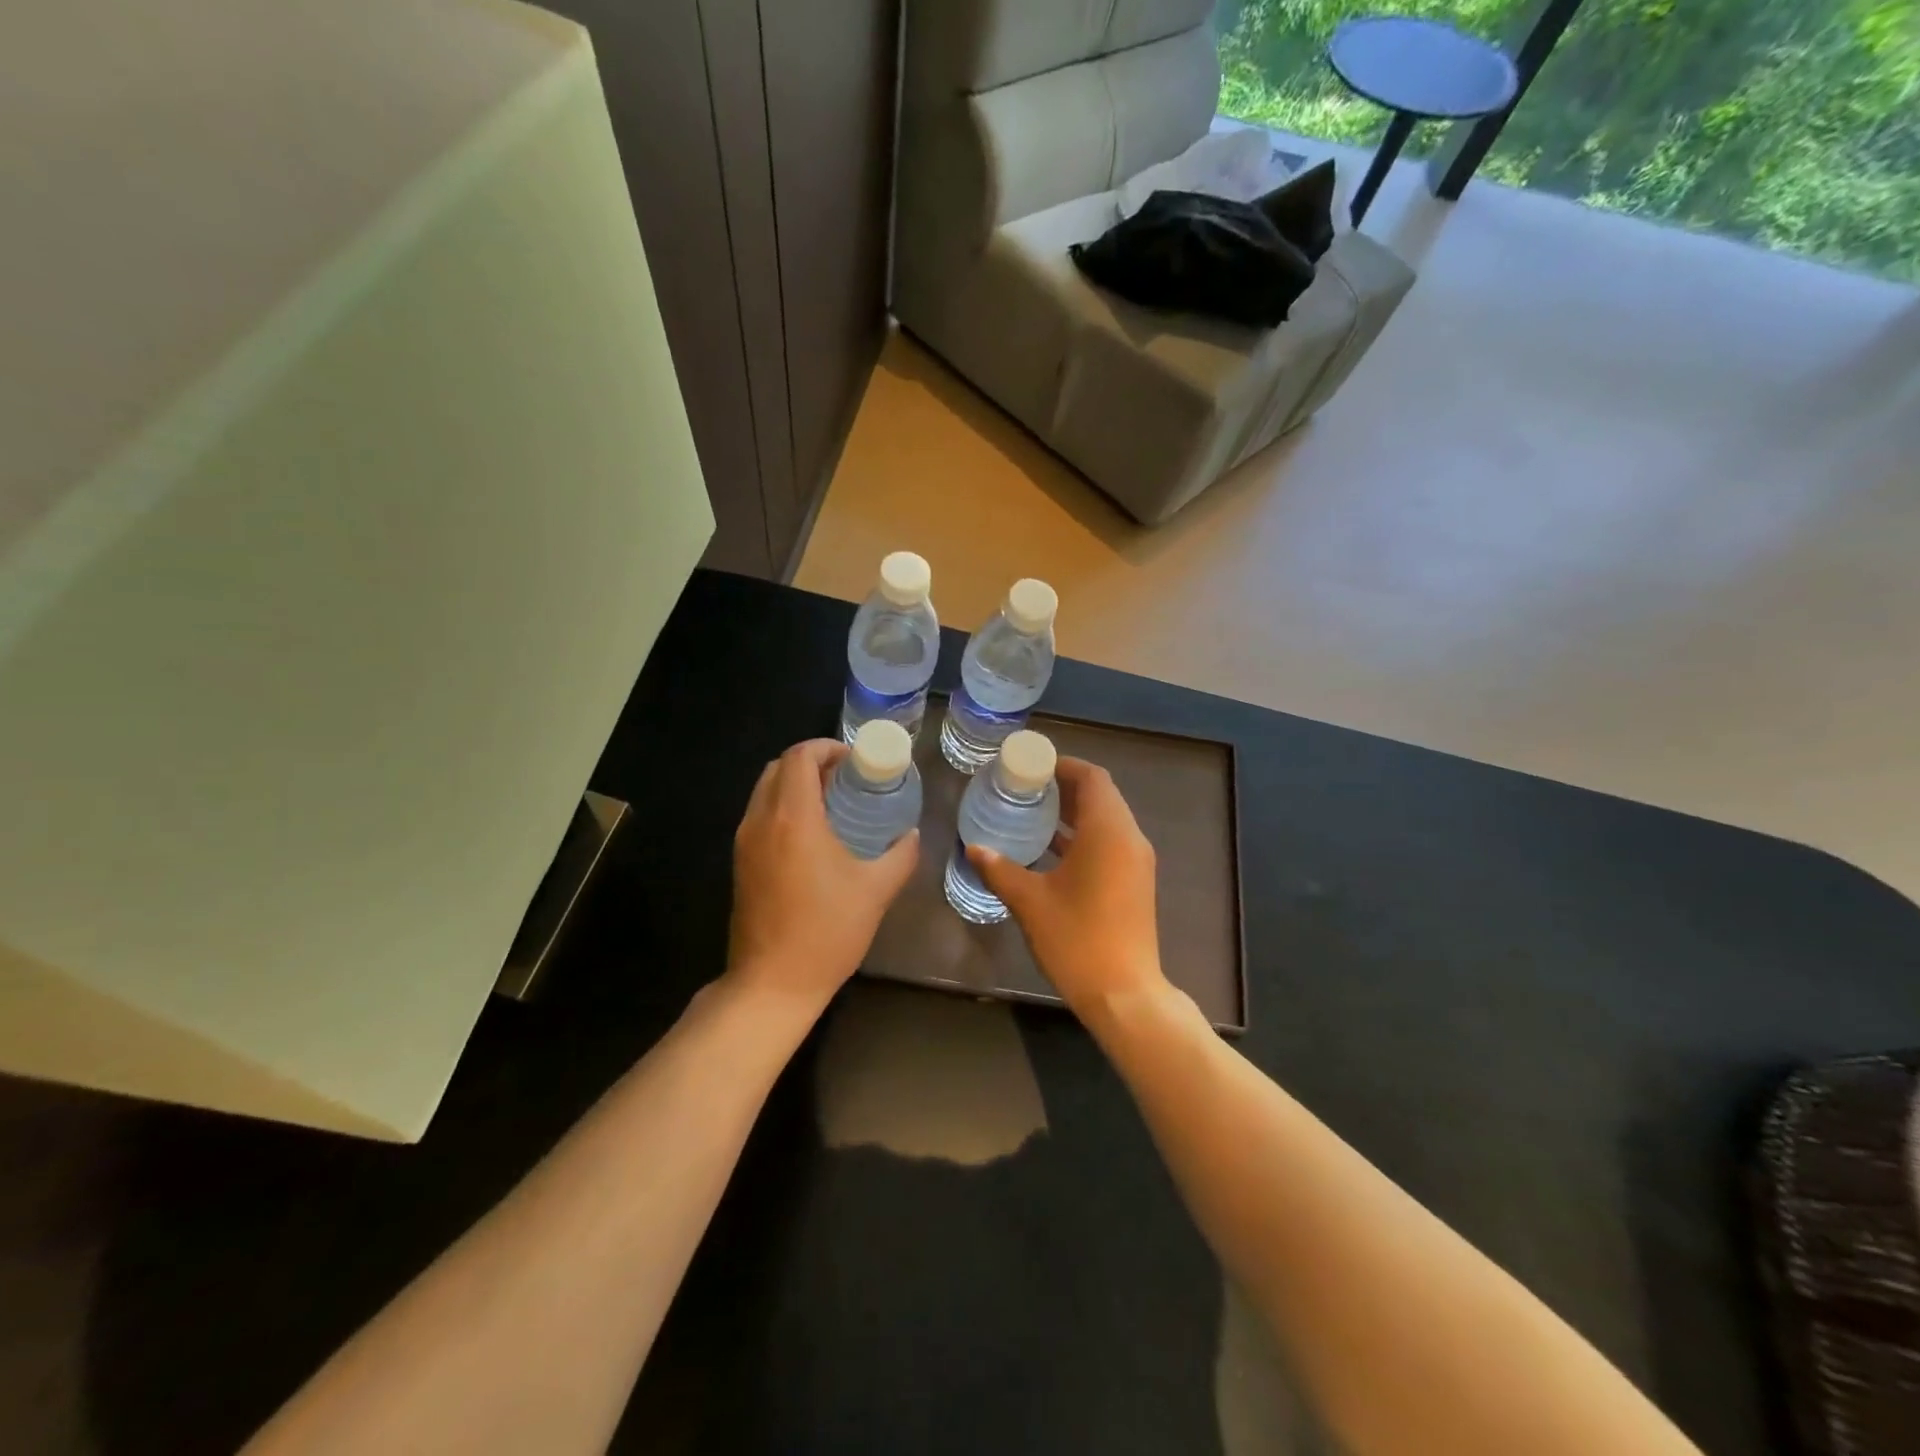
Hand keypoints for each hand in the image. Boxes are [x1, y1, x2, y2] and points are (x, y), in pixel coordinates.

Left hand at [727, 738, 918, 1013]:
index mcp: (793, 819)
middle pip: (778, 767)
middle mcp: (761, 821)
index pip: (799, 757)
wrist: (772, 983)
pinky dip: (783, 807)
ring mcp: (745, 843)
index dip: (826, 747)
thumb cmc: (826, 932)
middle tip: (846, 778)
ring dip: (795, 784)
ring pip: (765, 791)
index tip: (854, 759)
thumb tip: (912, 834)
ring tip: (832, 802)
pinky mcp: (740, 863)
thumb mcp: (876, 891)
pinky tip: (812, 834)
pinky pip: (759, 815)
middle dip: (811, 762)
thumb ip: (900, 855)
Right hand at [968, 758, 1169, 1023]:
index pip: (1092, 778)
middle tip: (1025, 787)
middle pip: (1101, 795)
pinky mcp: (1135, 882)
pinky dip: (1083, 836)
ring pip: (1106, 820)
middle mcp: (1129, 838)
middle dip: (1065, 787)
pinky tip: (1051, 849)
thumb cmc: (1077, 939)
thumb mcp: (1031, 902)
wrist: (1124, 994)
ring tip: (1033, 812)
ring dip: (1074, 812)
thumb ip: (1001, 870)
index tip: (1031, 766)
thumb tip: (974, 848)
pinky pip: (1110, 842)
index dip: (1063, 766)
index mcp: (1108, 832)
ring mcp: (1136, 862)